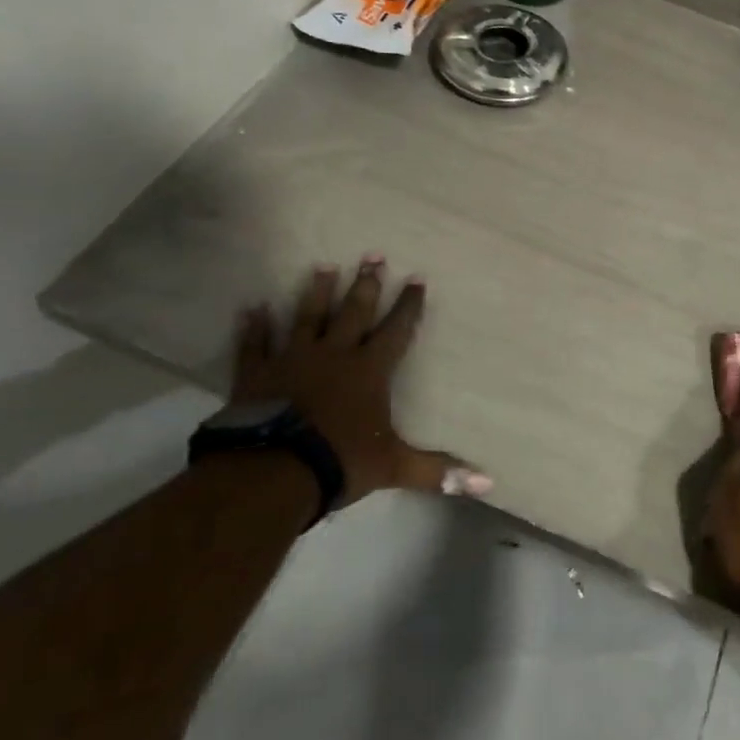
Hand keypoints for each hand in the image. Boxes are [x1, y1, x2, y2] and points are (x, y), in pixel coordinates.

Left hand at [231, 255, 491, 506]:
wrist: (272, 472)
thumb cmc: (340, 461)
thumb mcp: (395, 466)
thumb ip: (438, 470)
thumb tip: (487, 484)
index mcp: (369, 370)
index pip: (396, 330)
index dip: (408, 305)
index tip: (417, 278)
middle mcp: (334, 355)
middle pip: (353, 312)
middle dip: (366, 285)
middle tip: (372, 254)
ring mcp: (292, 360)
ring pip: (307, 318)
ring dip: (316, 292)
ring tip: (323, 265)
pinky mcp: (256, 374)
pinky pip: (255, 345)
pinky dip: (254, 327)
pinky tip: (252, 307)